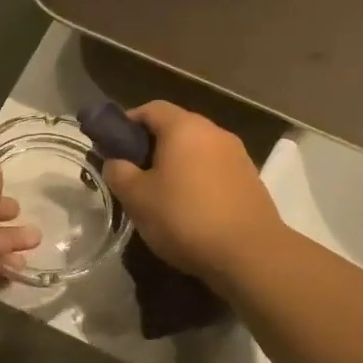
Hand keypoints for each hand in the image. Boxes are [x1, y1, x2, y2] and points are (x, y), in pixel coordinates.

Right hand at [100, 102, 282, 283]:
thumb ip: (119, 173)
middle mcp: (214, 132)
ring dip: (176, 165)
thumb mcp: (137, 198)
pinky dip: (197, 180)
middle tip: (132, 174)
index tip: (113, 146)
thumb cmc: (185, 218)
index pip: (151, 108)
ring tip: (160, 195)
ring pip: (196, 150)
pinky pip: (214, 170)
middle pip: (176, 128)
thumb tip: (116, 163)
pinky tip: (189, 209)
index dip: (127, 123)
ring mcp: (237, 155)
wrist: (250, 254)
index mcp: (184, 128)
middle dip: (151, 146)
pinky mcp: (250, 180)